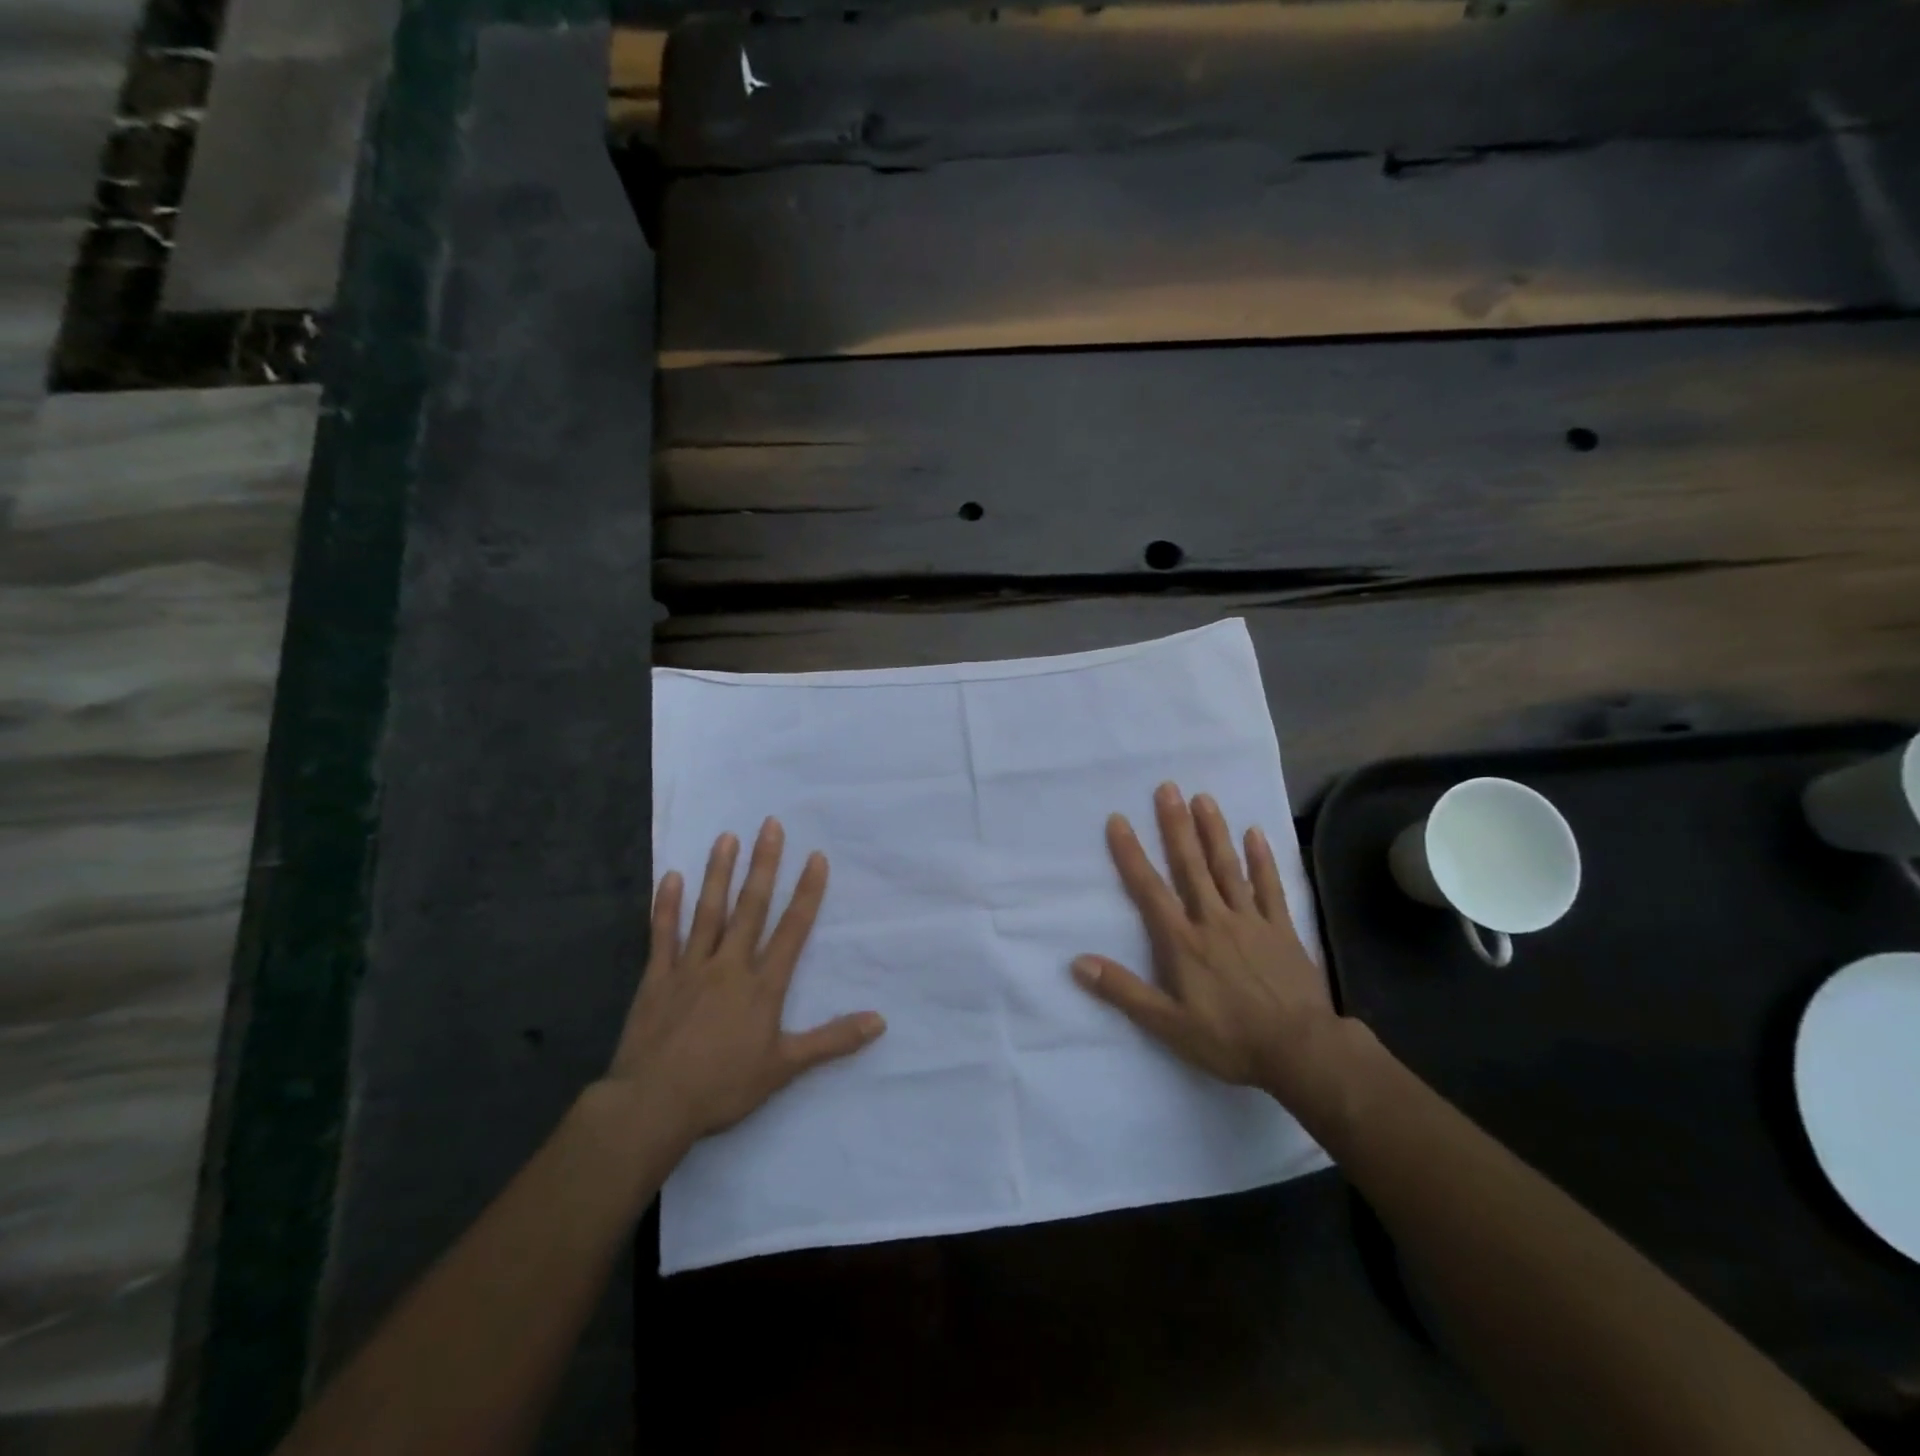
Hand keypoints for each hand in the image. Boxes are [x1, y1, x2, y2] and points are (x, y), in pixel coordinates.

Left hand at [603, 819, 885, 1150]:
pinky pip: (663, 935)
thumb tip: (880, 1021)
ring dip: (718, 873)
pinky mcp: (658, 978)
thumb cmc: (723, 1086)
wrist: (654, 1105)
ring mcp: (691, 968)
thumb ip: (832, 1040)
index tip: (815, 857)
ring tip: (726, 837)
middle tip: (770, 825)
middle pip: (751, 907)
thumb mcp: (785, 1067)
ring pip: (708, 911)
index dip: (807, 892)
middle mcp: (730, 965)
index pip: (792, 929)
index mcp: (763, 985)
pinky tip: (670, 877)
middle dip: (764, 865)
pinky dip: (666, 906)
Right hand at [1072, 783, 1336, 1098]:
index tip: (1119, 820)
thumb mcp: (1167, 1024)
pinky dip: (1263, 859)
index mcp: (1182, 942)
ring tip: (1203, 798)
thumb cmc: (1228, 1039)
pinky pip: (1271, 887)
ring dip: (1214, 831)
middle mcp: (1213, 920)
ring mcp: (1251, 921)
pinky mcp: (1282, 929)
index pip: (1149, 889)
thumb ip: (1122, 991)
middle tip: (1167, 787)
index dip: (1131, 854)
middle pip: (1190, 866)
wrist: (1300, 1051)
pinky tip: (1256, 833)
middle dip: (1175, 826)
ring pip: (1228, 868)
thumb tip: (1078, 962)